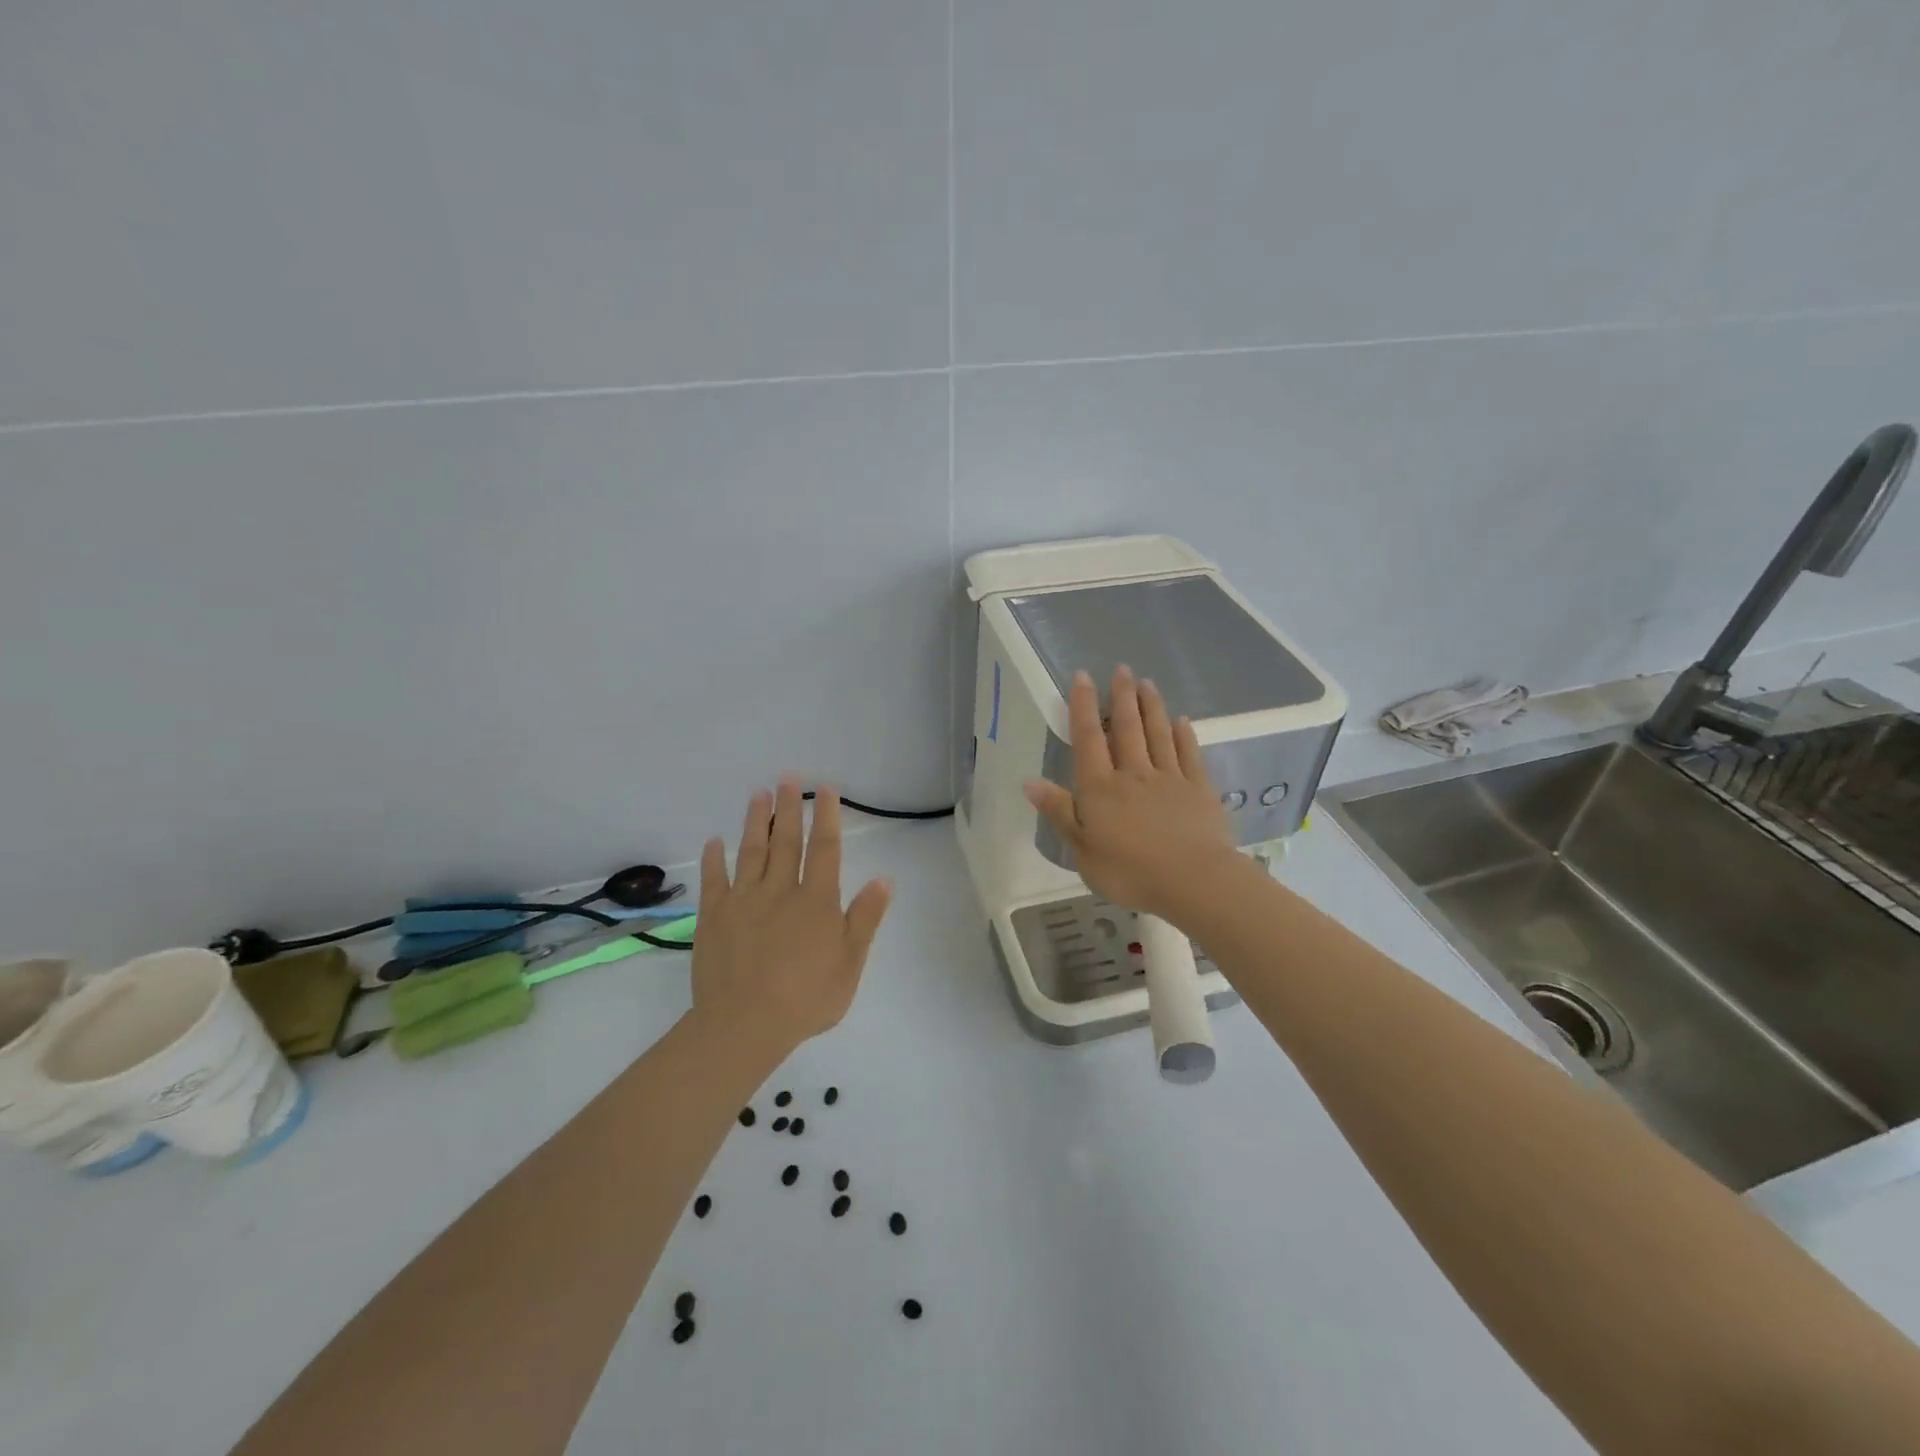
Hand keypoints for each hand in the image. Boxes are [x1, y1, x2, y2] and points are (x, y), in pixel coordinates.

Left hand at [691, 778, 891, 1052]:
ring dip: (755, 821)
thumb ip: (865, 918)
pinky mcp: (713, 917)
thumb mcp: (850, 963)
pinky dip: (713, 859)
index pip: (825, 848)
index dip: (826, 816)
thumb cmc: (806, 997)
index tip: (825, 789)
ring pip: (751, 851)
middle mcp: (780, 890)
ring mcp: (743, 901)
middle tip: (787, 777)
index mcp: (816, 900)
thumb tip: (884, 878)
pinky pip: (714, 880)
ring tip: (757, 793)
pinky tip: (714, 841)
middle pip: (786, 840)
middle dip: (788, 806)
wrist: (744, 1025)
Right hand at [1024, 666, 1239, 921]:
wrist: (1193, 881)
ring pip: (1158, 734)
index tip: (1084, 676)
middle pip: (1126, 728)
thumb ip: (1060, 813)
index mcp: (1100, 788)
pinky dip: (1184, 735)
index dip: (1084, 706)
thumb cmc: (1129, 871)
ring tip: (1147, 683)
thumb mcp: (1082, 850)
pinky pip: (1189, 755)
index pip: (1089, 738)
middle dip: (1122, 697)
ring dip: (1151, 707)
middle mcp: (1133, 774)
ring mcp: (1170, 779)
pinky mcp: (1199, 790)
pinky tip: (1182, 721)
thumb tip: (1030, 781)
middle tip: (1122, 669)